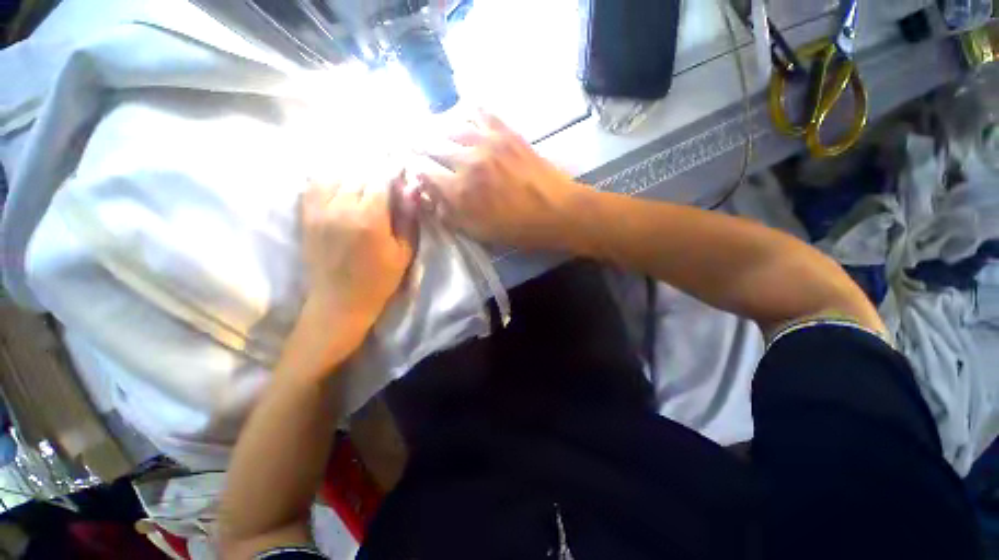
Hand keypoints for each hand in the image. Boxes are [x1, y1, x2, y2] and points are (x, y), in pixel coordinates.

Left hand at [301, 173, 415, 332]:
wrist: (340, 301)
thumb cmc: (379, 280)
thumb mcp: (404, 253)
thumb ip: (408, 219)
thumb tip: (410, 191)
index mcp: (370, 219)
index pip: (380, 180)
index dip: (392, 174)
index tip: (400, 174)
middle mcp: (341, 208)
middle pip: (358, 174)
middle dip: (374, 174)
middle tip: (385, 182)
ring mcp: (319, 210)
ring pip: (336, 175)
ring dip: (353, 175)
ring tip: (364, 183)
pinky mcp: (306, 216)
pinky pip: (315, 185)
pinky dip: (330, 180)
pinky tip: (341, 187)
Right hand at [418, 112, 585, 249]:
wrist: (557, 212)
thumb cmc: (518, 229)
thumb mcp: (479, 232)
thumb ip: (449, 215)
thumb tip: (428, 197)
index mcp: (460, 190)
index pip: (421, 171)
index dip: (413, 170)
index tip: (414, 171)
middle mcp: (467, 159)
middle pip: (429, 143)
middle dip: (418, 148)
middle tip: (416, 150)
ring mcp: (487, 140)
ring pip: (447, 123)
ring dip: (435, 129)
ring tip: (434, 135)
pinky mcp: (505, 131)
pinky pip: (477, 110)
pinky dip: (463, 112)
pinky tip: (460, 119)